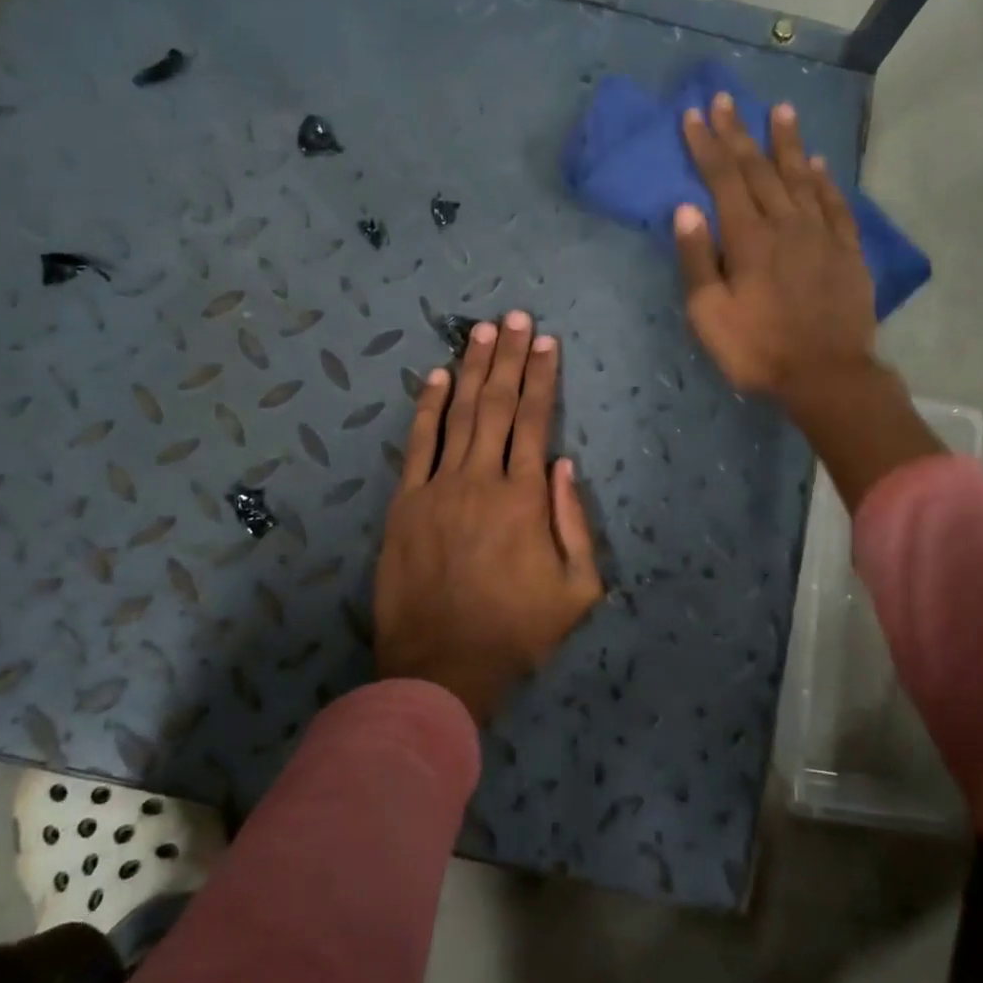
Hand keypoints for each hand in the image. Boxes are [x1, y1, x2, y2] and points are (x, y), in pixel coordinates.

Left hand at [374, 311, 602, 722]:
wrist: (443, 665)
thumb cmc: (516, 631)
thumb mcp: (577, 589)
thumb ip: (575, 523)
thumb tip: (564, 466)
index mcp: (524, 498)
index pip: (536, 421)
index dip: (542, 377)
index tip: (547, 342)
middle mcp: (481, 479)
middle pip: (498, 405)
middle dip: (509, 357)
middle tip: (515, 317)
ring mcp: (437, 488)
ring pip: (458, 415)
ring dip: (472, 369)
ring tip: (482, 331)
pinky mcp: (405, 503)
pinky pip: (417, 445)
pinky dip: (427, 408)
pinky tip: (436, 377)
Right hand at [675, 93, 944, 509]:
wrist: (827, 374)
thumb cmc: (758, 350)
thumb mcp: (709, 315)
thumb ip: (697, 261)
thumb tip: (686, 209)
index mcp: (748, 239)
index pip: (724, 179)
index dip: (708, 145)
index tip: (695, 115)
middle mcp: (786, 224)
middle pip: (760, 169)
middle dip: (740, 133)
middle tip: (727, 100)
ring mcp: (821, 234)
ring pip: (801, 177)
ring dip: (787, 143)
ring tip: (780, 111)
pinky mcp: (847, 250)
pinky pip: (835, 203)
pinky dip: (824, 180)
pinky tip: (818, 164)